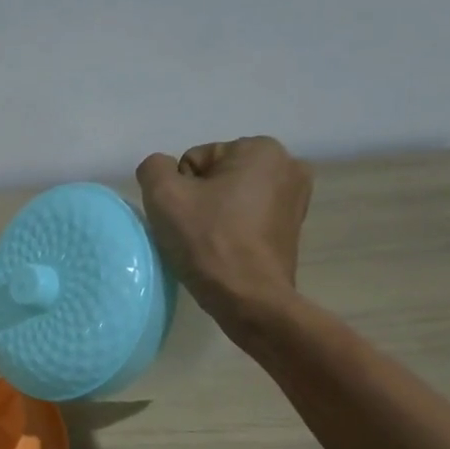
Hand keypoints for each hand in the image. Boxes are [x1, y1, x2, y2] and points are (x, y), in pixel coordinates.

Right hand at [135, 137, 313, 336]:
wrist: (248, 299)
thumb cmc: (208, 242)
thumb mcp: (163, 196)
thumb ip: (154, 169)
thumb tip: (161, 171)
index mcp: (261, 149)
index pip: (194, 161)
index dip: (181, 191)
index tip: (185, 219)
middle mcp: (288, 165)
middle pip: (216, 177)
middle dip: (200, 201)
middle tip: (194, 233)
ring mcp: (296, 199)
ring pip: (231, 199)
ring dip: (215, 216)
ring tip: (209, 245)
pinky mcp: (292, 228)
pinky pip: (247, 219)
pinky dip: (232, 230)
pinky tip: (225, 252)